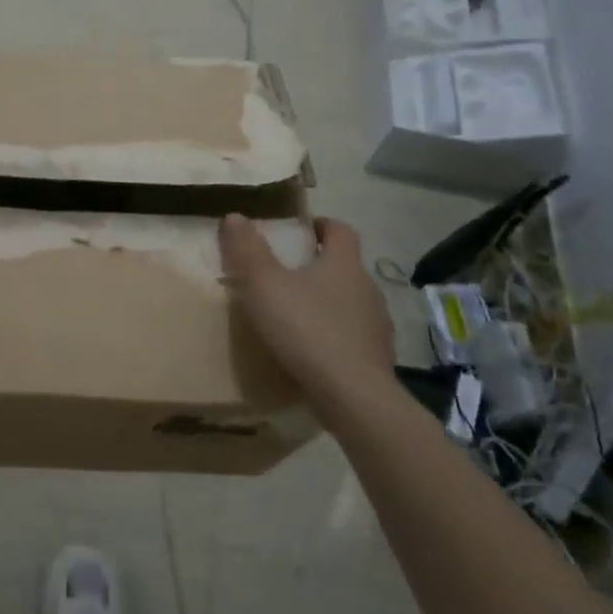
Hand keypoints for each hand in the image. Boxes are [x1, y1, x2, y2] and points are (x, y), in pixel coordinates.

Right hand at [219, 213, 394, 395]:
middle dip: (318, 267)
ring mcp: (377, 327)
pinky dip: (334, 338)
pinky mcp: (377, 361)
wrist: (353, 397)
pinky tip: (311, 353)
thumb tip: (235, 216)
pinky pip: (352, 338)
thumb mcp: (263, 285)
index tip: (299, 229)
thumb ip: (247, 250)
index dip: (320, 225)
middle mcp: (367, 288)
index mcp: (344, 263)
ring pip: (350, 303)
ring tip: (295, 317)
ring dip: (326, 304)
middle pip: (345, 267)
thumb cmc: (306, 329)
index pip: (340, 230)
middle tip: (285, 275)